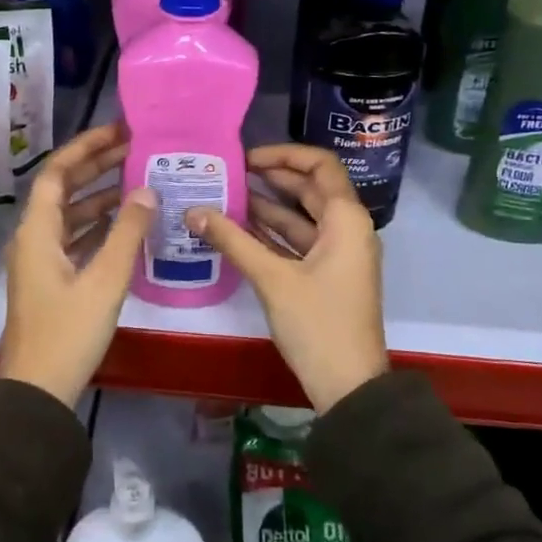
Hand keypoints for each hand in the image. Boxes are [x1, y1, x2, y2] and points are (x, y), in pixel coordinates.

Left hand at [0, 122, 155, 406]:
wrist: (38, 393)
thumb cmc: (68, 333)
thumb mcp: (104, 281)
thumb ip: (127, 233)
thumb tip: (146, 190)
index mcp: (37, 231)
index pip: (58, 172)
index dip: (86, 147)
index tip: (118, 131)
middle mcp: (34, 238)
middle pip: (64, 189)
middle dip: (96, 166)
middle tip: (135, 148)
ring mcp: (41, 260)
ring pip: (71, 214)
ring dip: (100, 195)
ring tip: (138, 179)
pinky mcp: (52, 280)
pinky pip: (75, 238)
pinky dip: (99, 224)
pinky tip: (127, 222)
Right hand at [187, 144, 387, 412]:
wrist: (349, 387)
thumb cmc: (318, 324)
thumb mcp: (273, 279)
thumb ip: (232, 240)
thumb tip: (193, 211)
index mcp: (346, 219)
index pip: (320, 165)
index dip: (284, 154)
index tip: (247, 158)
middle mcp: (347, 228)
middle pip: (309, 189)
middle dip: (271, 178)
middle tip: (229, 174)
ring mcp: (338, 254)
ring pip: (301, 217)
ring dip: (267, 207)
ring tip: (224, 197)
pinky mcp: (326, 275)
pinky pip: (298, 242)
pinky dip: (271, 234)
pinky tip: (236, 230)